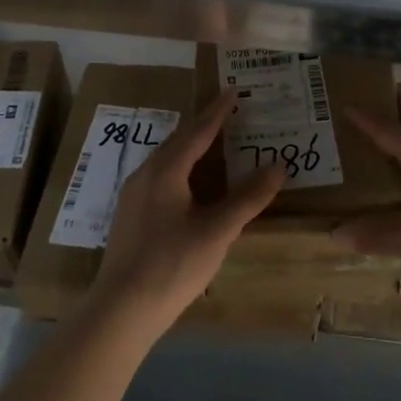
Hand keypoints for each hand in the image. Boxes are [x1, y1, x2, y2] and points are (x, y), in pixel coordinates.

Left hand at [85, 89, 284, 337]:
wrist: (121, 309)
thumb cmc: (172, 264)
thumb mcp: (218, 231)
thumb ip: (248, 198)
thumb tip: (279, 166)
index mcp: (166, 170)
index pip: (198, 131)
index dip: (218, 112)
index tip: (232, 91)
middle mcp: (146, 173)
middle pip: (179, 140)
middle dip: (204, 125)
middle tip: (227, 113)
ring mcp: (134, 194)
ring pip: (166, 159)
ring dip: (191, 147)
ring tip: (213, 143)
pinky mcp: (130, 215)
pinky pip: (160, 176)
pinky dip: (181, 168)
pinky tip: (191, 184)